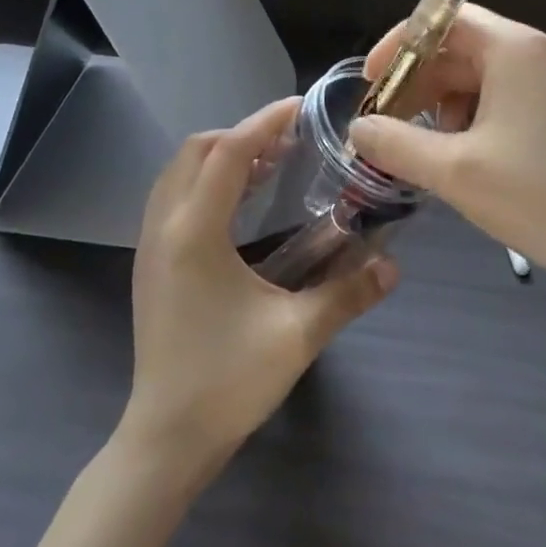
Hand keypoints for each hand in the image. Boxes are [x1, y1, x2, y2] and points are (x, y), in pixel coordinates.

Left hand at [122, 98, 398, 475]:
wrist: (166, 439)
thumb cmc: (227, 383)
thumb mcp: (296, 336)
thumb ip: (348, 295)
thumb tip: (394, 266)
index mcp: (194, 233)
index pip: (228, 152)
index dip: (264, 122)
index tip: (301, 107)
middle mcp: (164, 227)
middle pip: (196, 151)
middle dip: (242, 134)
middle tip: (290, 141)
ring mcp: (150, 245)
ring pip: (179, 172)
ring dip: (221, 157)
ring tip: (270, 166)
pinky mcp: (151, 264)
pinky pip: (174, 197)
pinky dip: (206, 181)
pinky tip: (242, 206)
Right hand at [348, 6, 545, 304]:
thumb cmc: (543, 198)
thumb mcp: (456, 172)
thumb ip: (397, 144)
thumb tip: (359, 128)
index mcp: (514, 49)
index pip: (443, 19)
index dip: (400, 45)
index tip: (372, 82)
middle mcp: (540, 54)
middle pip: (463, 48)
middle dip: (420, 82)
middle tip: (391, 123)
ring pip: (485, 77)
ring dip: (447, 104)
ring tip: (431, 150)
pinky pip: (511, 99)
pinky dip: (478, 119)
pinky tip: (471, 160)